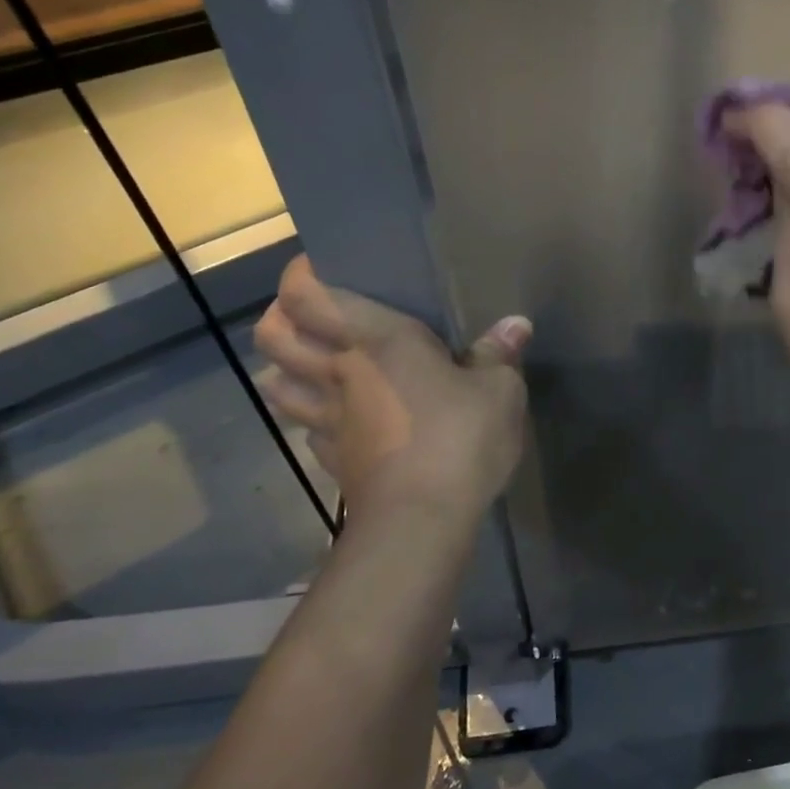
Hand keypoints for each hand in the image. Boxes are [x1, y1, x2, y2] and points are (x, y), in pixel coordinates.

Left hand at [253, 256, 530, 522]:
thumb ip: (500, 353)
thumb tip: (516, 324)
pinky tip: (343, 420)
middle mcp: (339, 372)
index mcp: (376, 340)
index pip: (307, 295)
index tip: (320, 267)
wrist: (421, 521)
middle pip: (273, 337)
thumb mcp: (499, 390)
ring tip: (318, 365)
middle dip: (280, 319)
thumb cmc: (459, 438)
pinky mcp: (334, 459)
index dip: (299, 275)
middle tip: (314, 316)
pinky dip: (315, 418)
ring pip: (278, 384)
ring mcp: (328, 419)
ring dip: (286, 369)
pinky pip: (309, 428)